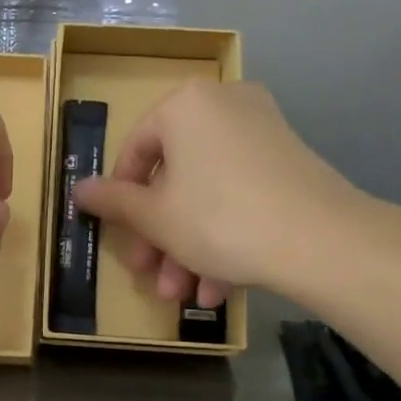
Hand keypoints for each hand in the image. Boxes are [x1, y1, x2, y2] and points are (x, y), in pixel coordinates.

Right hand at [73, 81, 359, 307]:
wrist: (323, 240)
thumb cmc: (220, 218)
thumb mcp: (155, 216)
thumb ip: (112, 201)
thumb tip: (77, 189)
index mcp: (185, 104)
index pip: (136, 151)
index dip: (122, 200)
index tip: (121, 237)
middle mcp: (224, 104)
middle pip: (176, 176)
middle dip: (161, 235)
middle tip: (152, 275)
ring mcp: (262, 130)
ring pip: (209, 191)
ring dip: (190, 245)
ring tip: (186, 296)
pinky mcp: (291, 161)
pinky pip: (242, 193)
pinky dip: (226, 234)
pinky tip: (220, 288)